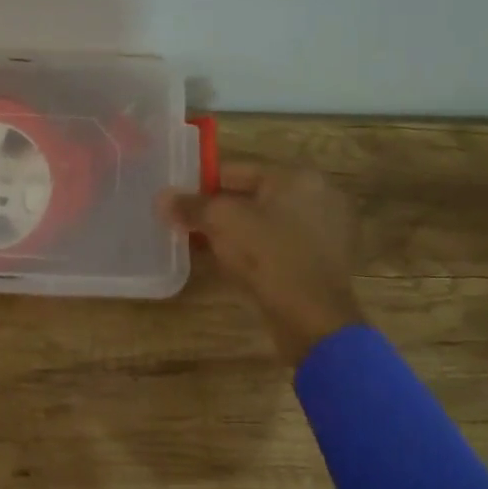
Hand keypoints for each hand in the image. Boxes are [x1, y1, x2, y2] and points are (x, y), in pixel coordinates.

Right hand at [157, 161, 366, 366]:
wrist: (312, 318)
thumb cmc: (268, 255)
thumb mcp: (220, 222)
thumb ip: (190, 205)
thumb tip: (162, 198)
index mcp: (296, 177)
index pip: (235, 170)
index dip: (199, 185)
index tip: (176, 202)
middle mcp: (317, 196)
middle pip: (250, 196)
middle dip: (216, 210)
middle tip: (186, 224)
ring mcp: (325, 230)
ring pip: (264, 223)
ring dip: (234, 232)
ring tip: (202, 245)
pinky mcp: (323, 261)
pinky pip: (278, 245)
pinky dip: (255, 250)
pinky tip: (231, 263)